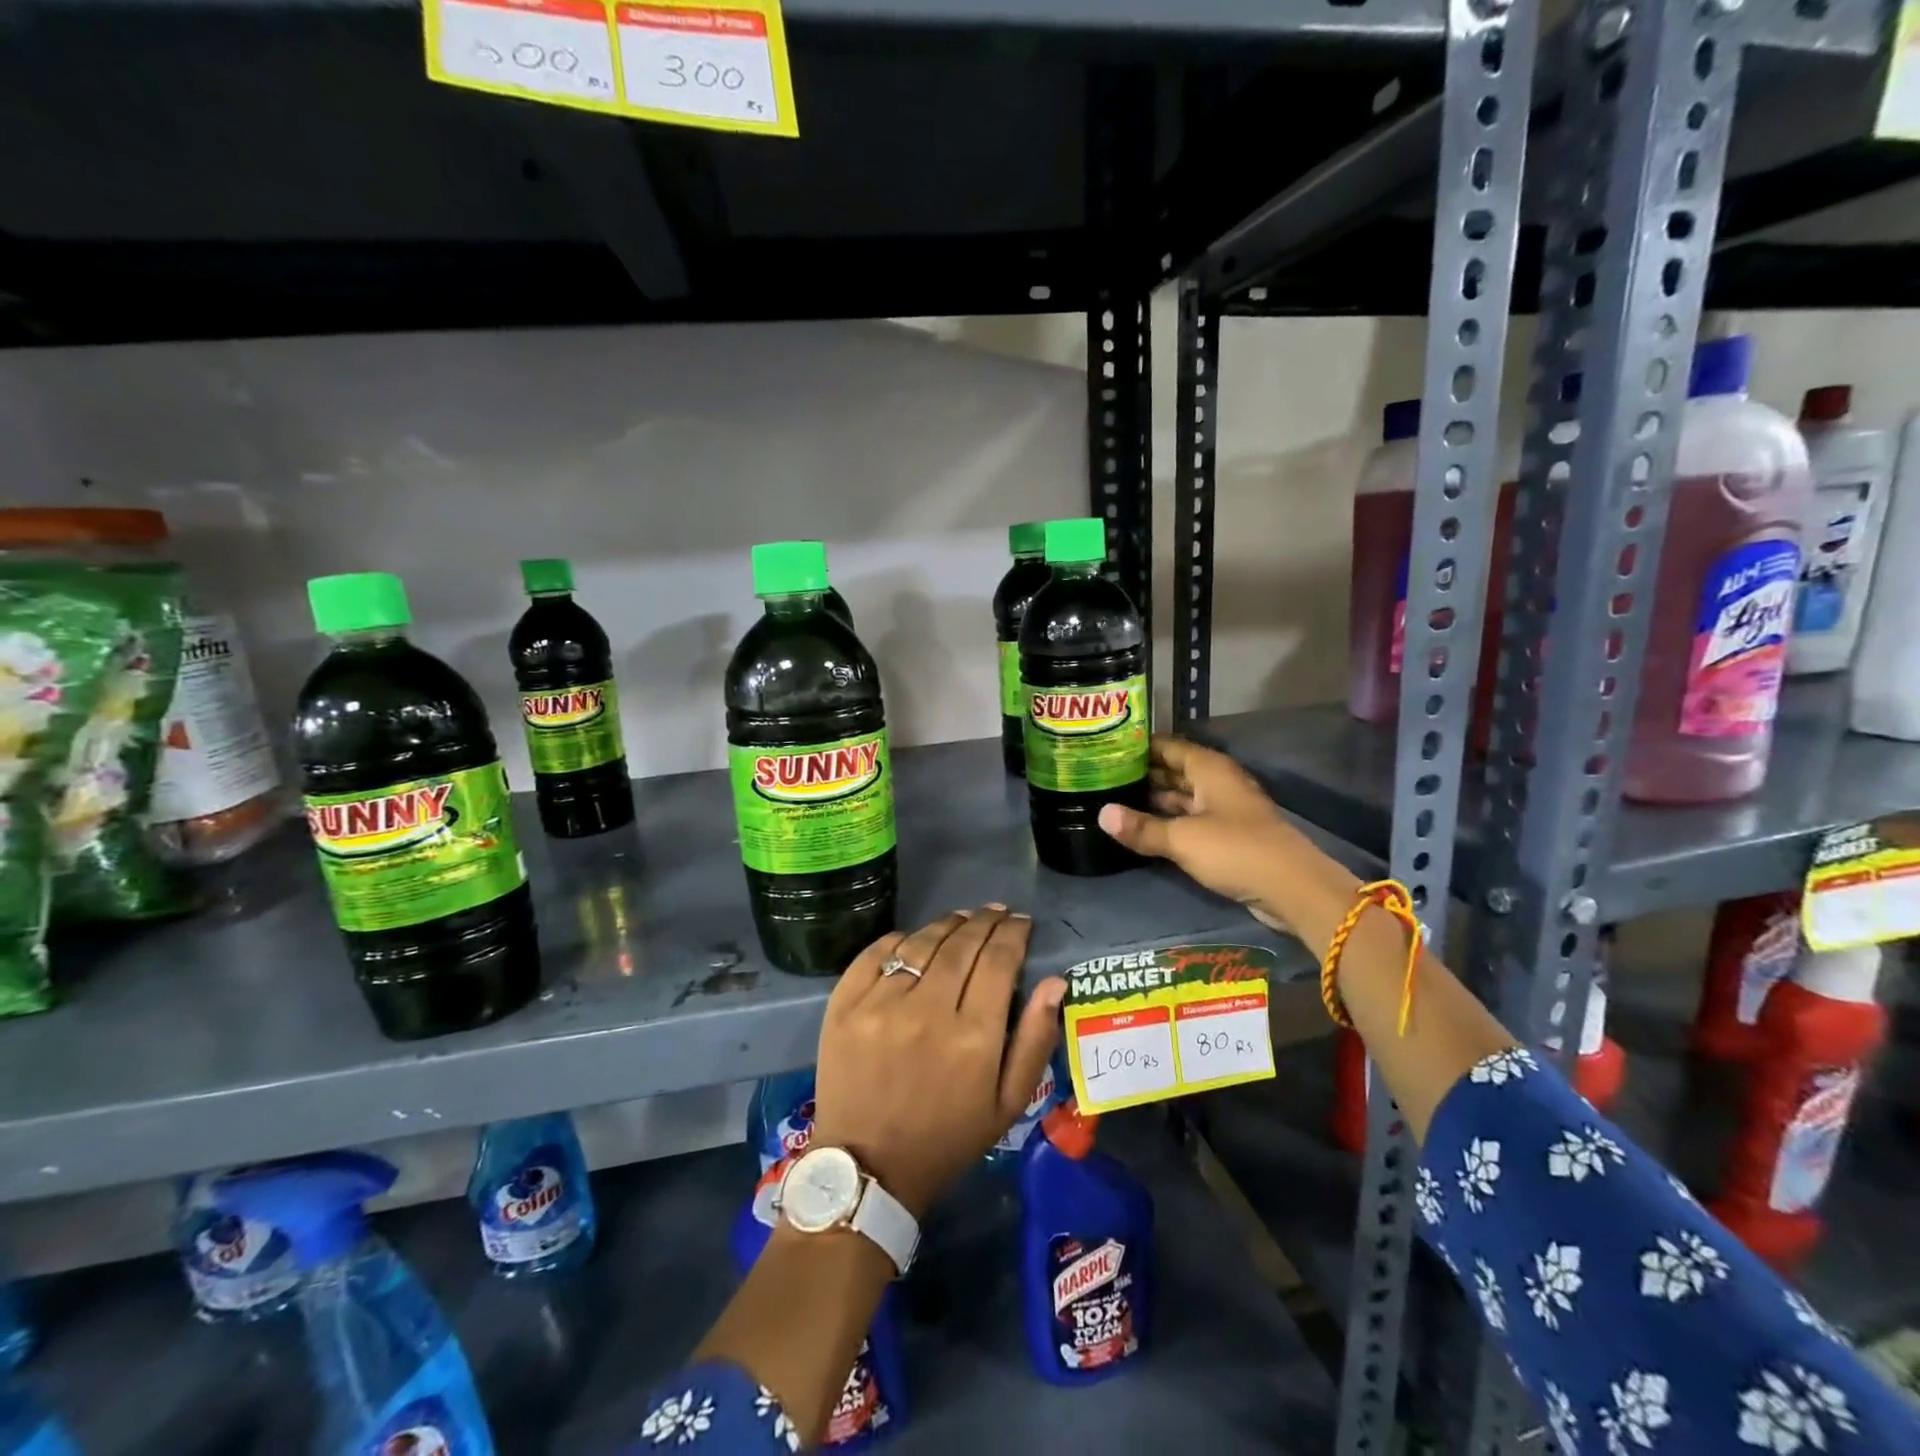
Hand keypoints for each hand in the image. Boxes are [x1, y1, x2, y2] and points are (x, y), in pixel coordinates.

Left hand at [810, 907, 1065, 1218]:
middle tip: (997, 912)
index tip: (1022, 923)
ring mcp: (880, 1004)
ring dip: (947, 924)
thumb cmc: (948, 1138)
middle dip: (985, 920)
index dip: (1013, 934)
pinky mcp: (845, 1005)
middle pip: (962, 944)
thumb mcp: (1008, 1104)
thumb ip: (1035, 1040)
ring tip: (963, 918)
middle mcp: (927, 1010)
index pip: (999, 960)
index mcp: (974, 1036)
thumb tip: (1053, 982)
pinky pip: (876, 953)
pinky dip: (900, 939)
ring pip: (921, 943)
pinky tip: (915, 939)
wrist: (869, 1168)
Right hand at [1097, 736, 1313, 932]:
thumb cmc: (1235, 850)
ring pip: (1181, 797)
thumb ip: (1142, 828)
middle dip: (1141, 773)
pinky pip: (1189, 820)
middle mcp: (1216, 783)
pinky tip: (1141, 828)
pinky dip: (1167, 821)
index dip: (1138, 746)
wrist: (1292, 888)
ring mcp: (1223, 810)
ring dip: (1152, 799)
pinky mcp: (1227, 836)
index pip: (1168, 746)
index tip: (1106, 748)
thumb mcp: (1182, 839)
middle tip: (1101, 776)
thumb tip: (1101, 814)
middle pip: (1173, 770)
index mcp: (1209, 769)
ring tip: (1113, 800)